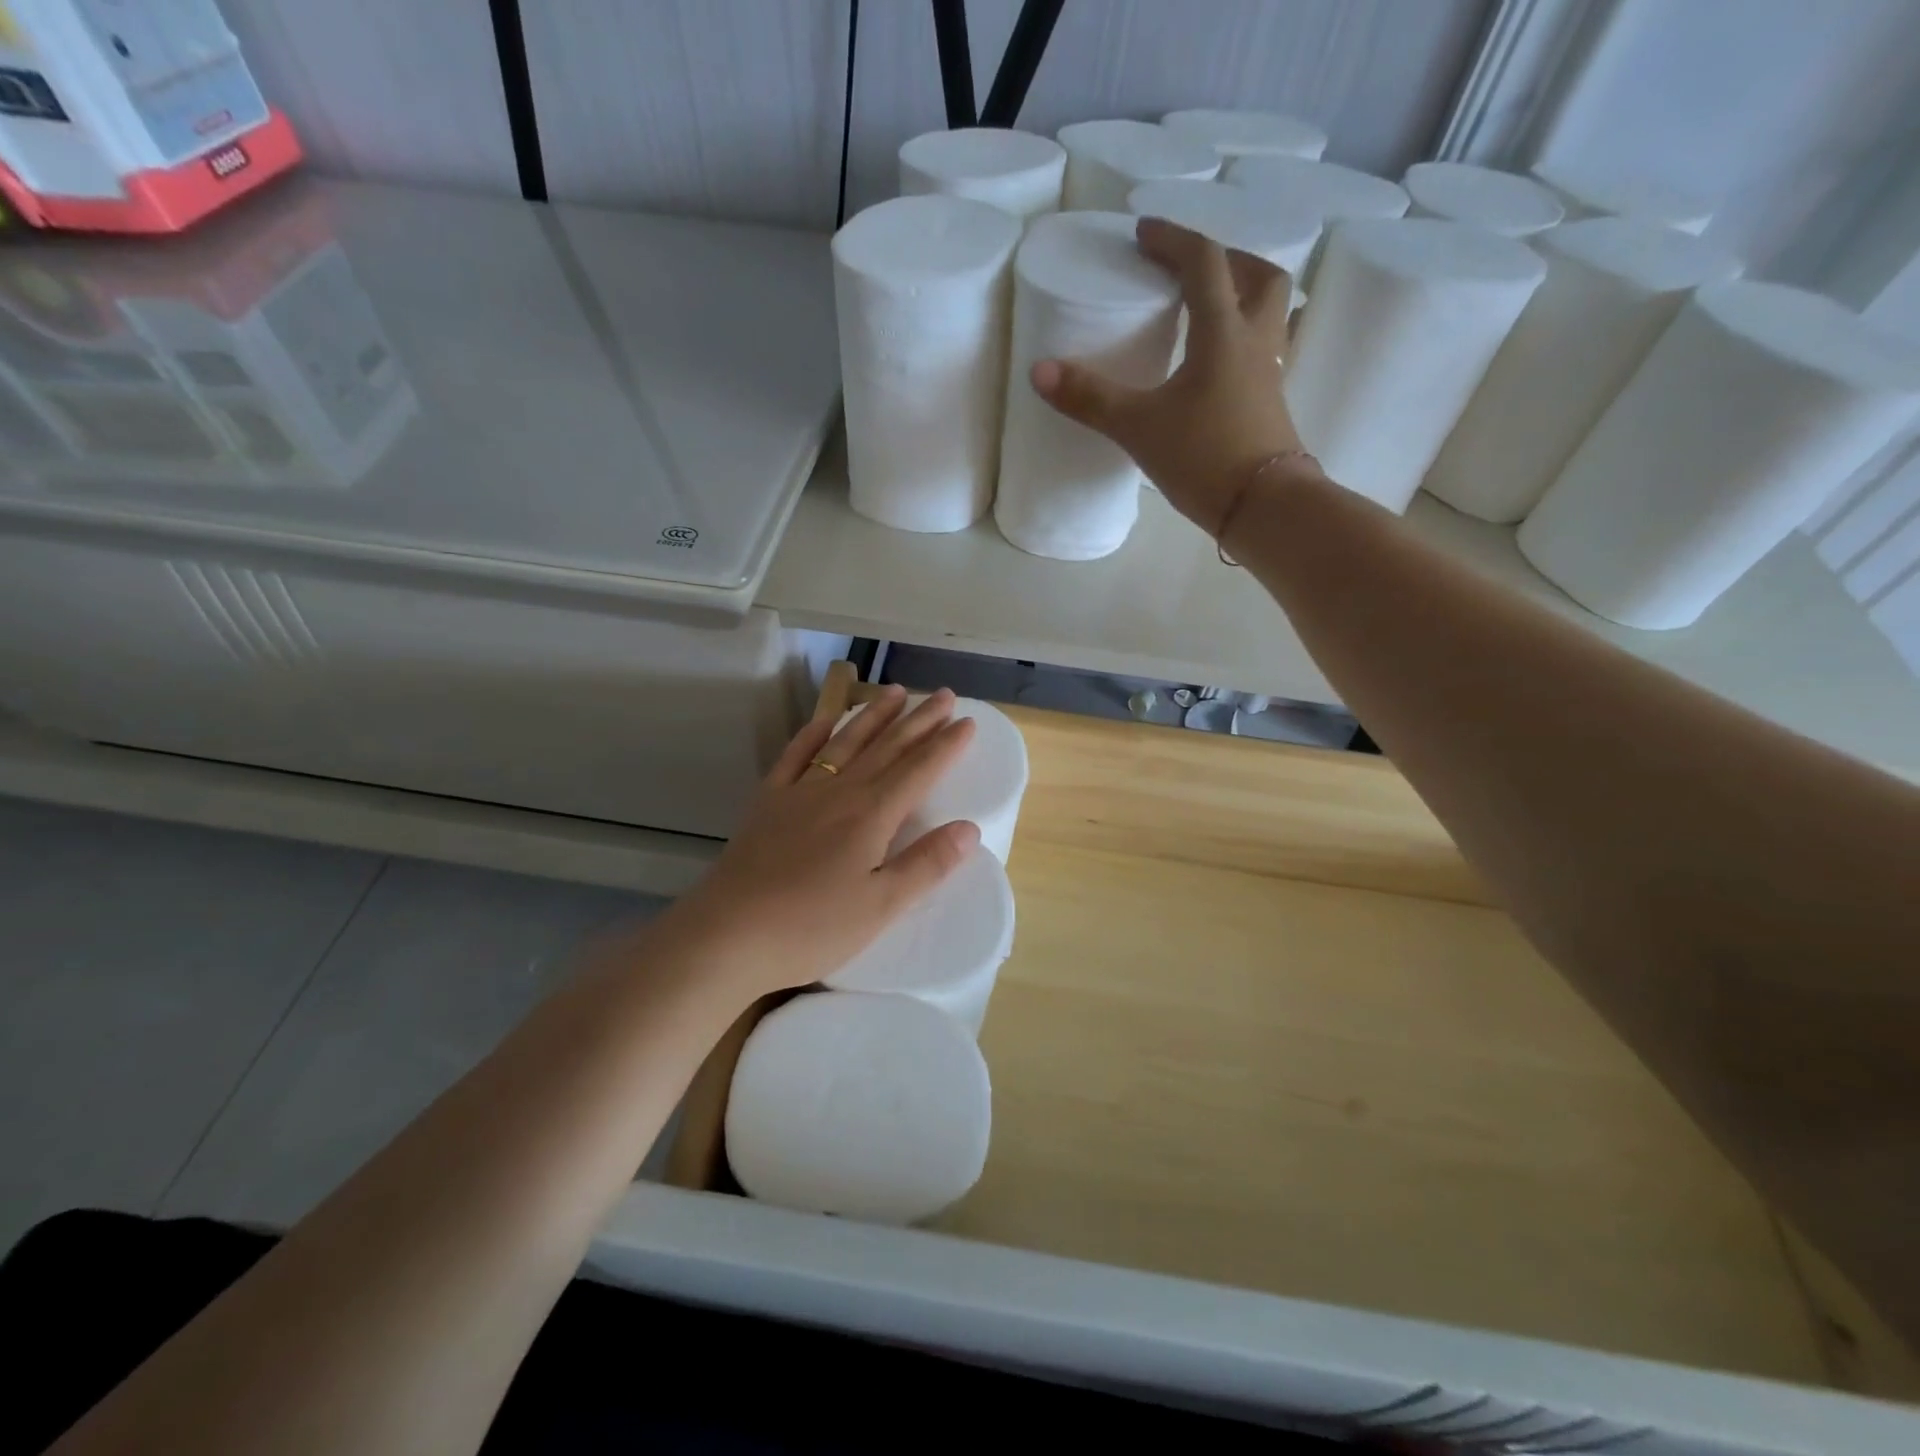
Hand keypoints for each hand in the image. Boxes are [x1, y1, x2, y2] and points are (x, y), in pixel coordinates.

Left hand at [663, 686, 979, 1000]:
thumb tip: (969, 829)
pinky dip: (813, 734)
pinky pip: (796, 756)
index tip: (968, 721)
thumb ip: (926, 865)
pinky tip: (824, 720)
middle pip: (887, 747)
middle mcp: (840, 791)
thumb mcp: (881, 906)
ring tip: (896, 692)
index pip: (919, 770)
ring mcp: (800, 792)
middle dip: (920, 720)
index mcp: (872, 815)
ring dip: (874, 715)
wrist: (728, 933)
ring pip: (845, 742)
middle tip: (945, 695)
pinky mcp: (768, 802)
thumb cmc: (811, 926)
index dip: (946, 745)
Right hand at [1031, 217, 1307, 537]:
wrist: (1264, 507)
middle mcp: (1256, 341)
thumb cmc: (1204, 457)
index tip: (1144, 232)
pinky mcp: (1271, 405)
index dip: (1173, 239)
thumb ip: (1090, 398)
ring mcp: (1270, 374)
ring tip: (1207, 311)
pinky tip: (1216, 367)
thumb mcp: (1138, 427)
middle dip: (1225, 260)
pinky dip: (1242, 341)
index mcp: (1224, 331)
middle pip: (1259, 276)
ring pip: (1270, 313)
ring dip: (1243, 297)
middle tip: (1190, 269)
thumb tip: (1039, 371)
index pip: (1204, 262)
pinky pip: (1264, 351)